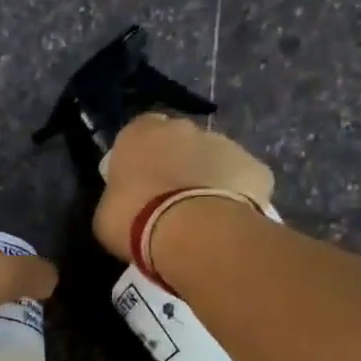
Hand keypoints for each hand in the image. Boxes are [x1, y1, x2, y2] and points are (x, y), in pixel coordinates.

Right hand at [92, 113, 274, 261]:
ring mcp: (225, 144)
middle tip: (169, 200)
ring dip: (207, 178)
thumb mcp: (105, 212)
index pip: (138, 133)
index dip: (140, 157)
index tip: (138, 182)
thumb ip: (118, 196)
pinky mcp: (256, 168)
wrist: (190, 232)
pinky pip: (243, 181)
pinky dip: (237, 196)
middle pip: (180, 141)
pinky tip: (227, 221)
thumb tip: (126, 201)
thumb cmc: (133, 219)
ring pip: (214, 159)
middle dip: (177, 163)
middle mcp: (184, 127)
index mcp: (140, 132)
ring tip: (200, 216)